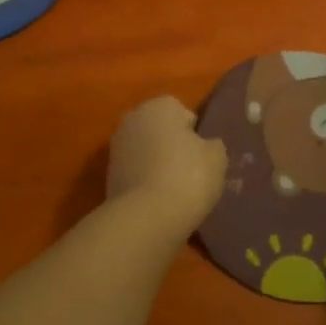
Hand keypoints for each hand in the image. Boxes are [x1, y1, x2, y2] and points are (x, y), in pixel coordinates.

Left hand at [106, 96, 227, 233]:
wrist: (147, 218)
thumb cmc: (188, 176)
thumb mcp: (217, 157)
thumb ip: (212, 145)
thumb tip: (205, 146)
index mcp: (158, 106)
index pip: (182, 112)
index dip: (195, 133)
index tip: (203, 155)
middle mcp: (132, 119)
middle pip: (160, 130)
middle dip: (173, 146)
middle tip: (192, 171)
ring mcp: (116, 148)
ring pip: (146, 152)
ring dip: (158, 165)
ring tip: (177, 190)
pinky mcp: (108, 177)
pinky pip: (137, 174)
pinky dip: (146, 183)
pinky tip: (160, 201)